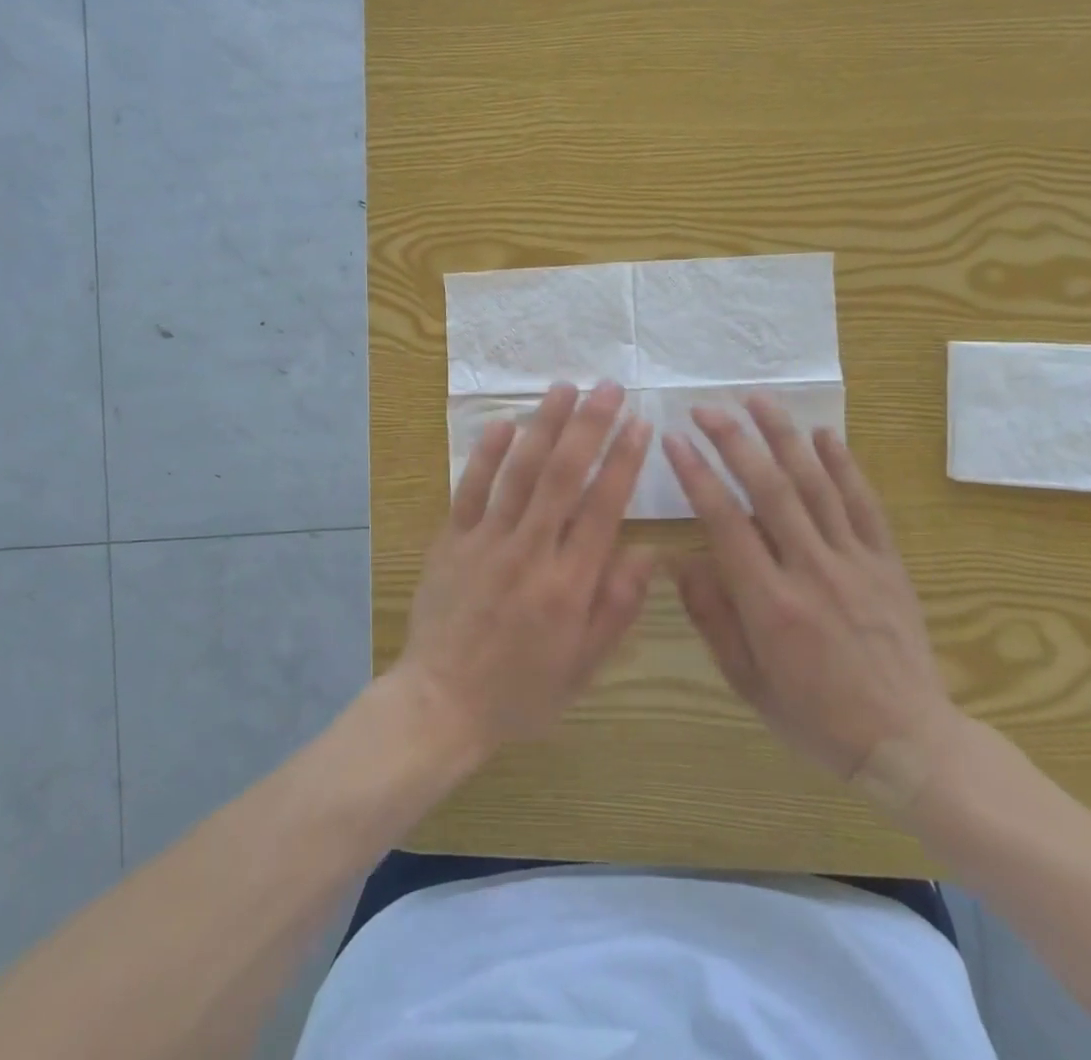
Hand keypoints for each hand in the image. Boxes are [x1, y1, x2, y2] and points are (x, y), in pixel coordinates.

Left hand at [396, 381, 654, 754]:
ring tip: (564, 388)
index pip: (603, 508)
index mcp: (569, 584)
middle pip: (563, 476)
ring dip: (543, 426)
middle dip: (589, 426)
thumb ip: (617, 607)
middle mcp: (530, 551)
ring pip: (519, 472)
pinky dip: (487, 454)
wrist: (441, 703)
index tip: (640, 424)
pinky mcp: (451, 540)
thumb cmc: (521, 691)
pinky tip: (504, 423)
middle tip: (608, 387)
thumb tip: (649, 552)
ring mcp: (486, 541)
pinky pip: (470, 489)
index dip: (623, 461)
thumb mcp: (584, 666)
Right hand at [663, 398, 957, 791]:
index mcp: (770, 603)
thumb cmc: (814, 715)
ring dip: (784, 436)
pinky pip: (865, 504)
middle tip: (706, 407)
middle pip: (769, 488)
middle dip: (734, 440)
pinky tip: (824, 433)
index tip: (674, 440)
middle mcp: (812, 570)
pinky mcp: (888, 562)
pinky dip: (844, 465)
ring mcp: (855, 562)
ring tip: (758, 399)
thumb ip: (711, 616)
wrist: (908, 742)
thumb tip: (679, 560)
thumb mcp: (746, 680)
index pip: (725, 521)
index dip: (696, 474)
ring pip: (816, 484)